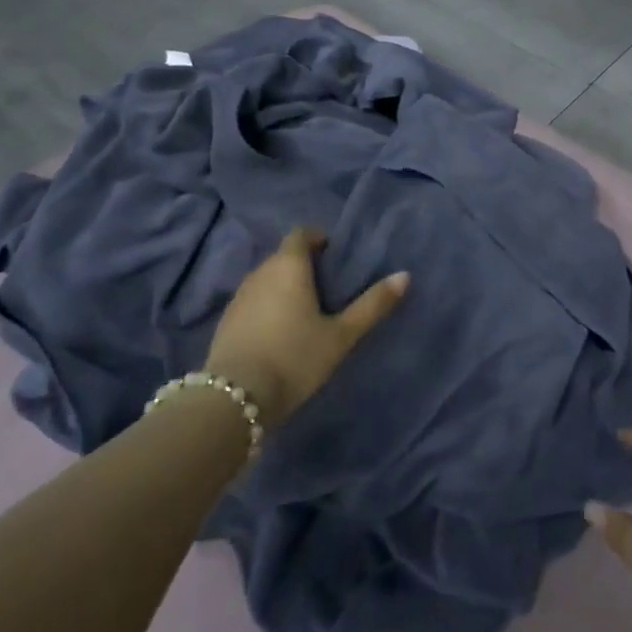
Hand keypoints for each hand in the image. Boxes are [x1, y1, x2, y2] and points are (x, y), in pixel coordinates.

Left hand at [203, 228, 408, 428]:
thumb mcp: (341, 335)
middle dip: (305, 264)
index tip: (336, 255)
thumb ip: (372, 305)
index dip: (319, 238)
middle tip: (329, 287)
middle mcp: (260, 272)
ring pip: (267, 279)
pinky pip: (253, 301)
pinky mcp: (226, 322)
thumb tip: (405, 275)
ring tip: (307, 311)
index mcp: (289, 265)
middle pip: (284, 256)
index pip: (301, 233)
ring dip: (285, 286)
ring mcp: (239, 297)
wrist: (234, 399)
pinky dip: (268, 306)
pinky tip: (280, 332)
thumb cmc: (295, 357)